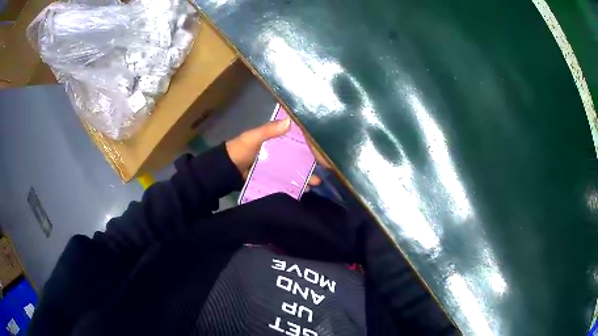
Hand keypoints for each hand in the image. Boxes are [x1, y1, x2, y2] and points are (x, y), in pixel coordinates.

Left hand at [225, 118, 324, 187]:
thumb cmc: (240, 150)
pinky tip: (304, 190)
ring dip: (304, 176)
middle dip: (310, 163)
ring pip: (294, 170)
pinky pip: (286, 180)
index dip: (308, 143)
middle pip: (298, 157)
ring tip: (315, 183)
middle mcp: (279, 152)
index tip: (322, 147)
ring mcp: (276, 166)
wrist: (226, 170)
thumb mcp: (253, 137)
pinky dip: (294, 184)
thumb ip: (268, 130)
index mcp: (275, 139)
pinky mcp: (272, 178)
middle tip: (323, 170)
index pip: (295, 139)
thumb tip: (290, 121)